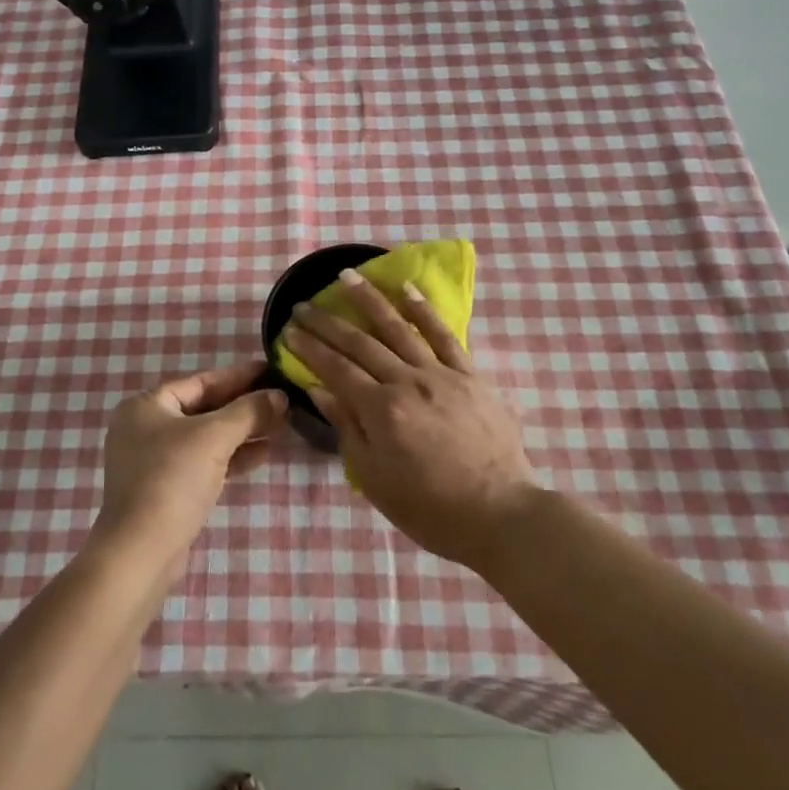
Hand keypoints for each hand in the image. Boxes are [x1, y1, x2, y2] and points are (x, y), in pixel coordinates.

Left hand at [95, 361, 286, 568]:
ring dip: (242, 432)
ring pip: (207, 437)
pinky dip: (232, 457)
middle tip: (282, 400)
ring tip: (281, 425)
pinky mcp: (167, 490)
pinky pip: (204, 462)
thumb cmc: (173, 480)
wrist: (141, 552)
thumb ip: (249, 412)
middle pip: (205, 409)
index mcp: (147, 406)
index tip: (272, 371)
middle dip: (244, 406)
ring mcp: (155, 461)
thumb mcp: (214, 438)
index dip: (239, 376)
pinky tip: (264, 453)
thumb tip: (280, 395)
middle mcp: (146, 428)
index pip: (201, 382)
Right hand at [282, 273, 538, 568]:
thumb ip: (347, 429)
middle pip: (360, 343)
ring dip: (369, 300)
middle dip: (327, 322)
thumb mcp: (375, 479)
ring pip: (398, 328)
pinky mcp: (470, 375)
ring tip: (347, 276)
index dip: (309, 348)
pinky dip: (424, 311)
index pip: (335, 369)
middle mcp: (406, 382)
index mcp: (381, 411)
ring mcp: (441, 374)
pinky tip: (407, 289)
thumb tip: (320, 389)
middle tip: (303, 305)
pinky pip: (444, 335)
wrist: (500, 513)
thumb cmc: (430, 508)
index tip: (288, 331)